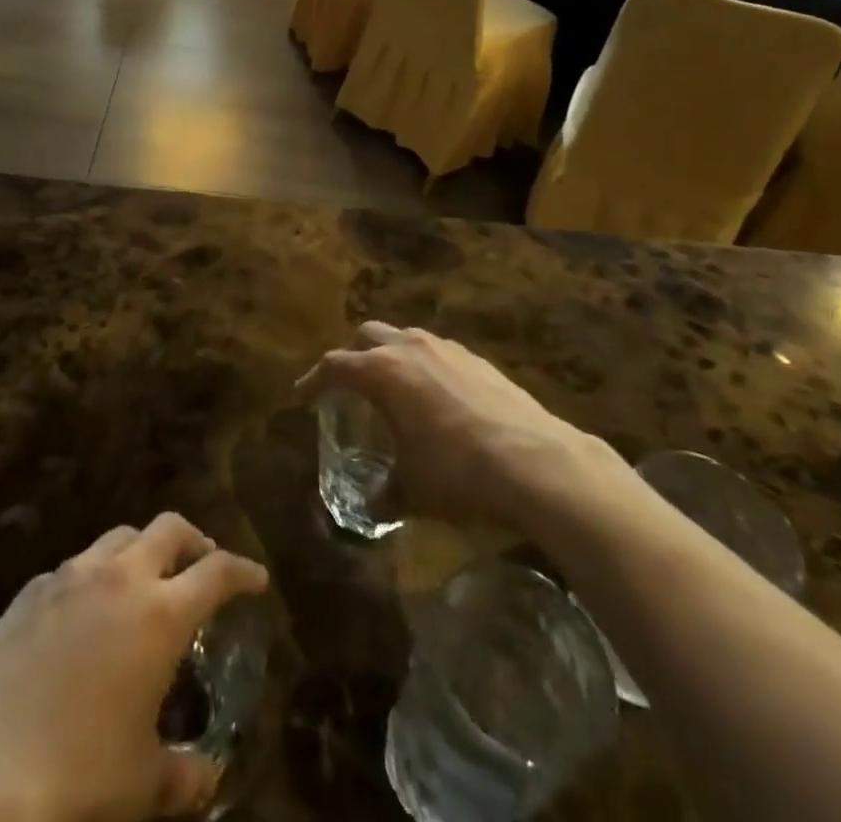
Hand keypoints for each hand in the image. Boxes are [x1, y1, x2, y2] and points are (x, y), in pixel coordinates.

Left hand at [0, 515, 268, 821]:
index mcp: (159, 614)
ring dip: (143, 551)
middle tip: (202, 566)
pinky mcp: (32, 589)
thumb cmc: (79, 779)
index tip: (256, 579)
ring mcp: (71, 576)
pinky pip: (75, 566)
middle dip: (194, 541)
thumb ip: (188, 774)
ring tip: (145, 584)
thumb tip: (209, 774)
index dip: (243, 571)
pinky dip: (95, 577)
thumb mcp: (144, 784)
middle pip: (169, 528)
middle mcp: (120, 578)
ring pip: (120, 536)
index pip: (217, 571)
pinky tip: (87, 615)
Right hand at [297, 322, 641, 548]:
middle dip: (354, 357)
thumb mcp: (413, 489)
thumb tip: (374, 505)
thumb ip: (386, 492)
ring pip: (406, 339)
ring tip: (395, 393)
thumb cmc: (458, 471)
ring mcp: (448, 350)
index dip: (314, 381)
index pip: (335, 365)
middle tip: (350, 388)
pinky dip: (426, 369)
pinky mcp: (480, 361)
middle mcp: (411, 348)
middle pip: (368, 336)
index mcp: (383, 371)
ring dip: (392, 358)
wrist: (538, 462)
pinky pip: (438, 354)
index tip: (302, 396)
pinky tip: (439, 402)